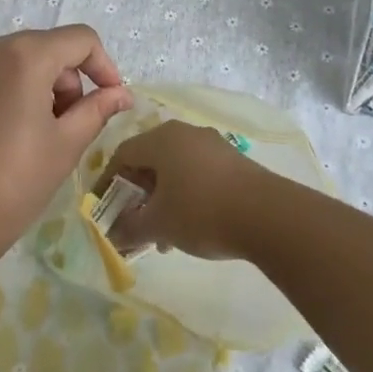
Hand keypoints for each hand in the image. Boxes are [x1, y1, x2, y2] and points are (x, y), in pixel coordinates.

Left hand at [0, 25, 132, 259]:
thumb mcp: (66, 144)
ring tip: (38, 135)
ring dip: (39, 87)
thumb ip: (97, 109)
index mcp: (24, 55)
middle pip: (47, 48)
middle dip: (69, 81)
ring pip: (17, 61)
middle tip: (71, 127)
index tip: (111, 100)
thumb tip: (121, 94)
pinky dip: (9, 93)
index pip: (80, 39)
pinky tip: (6, 137)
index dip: (104, 66)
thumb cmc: (14, 181)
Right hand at [104, 121, 282, 260]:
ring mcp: (211, 144)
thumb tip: (112, 235)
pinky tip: (191, 227)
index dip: (108, 183)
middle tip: (134, 225)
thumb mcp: (158, 224)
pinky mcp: (233, 160)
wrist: (268, 215)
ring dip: (162, 200)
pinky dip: (185, 196)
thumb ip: (129, 228)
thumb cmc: (201, 211)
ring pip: (174, 169)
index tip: (103, 209)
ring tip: (163, 238)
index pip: (122, 155)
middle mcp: (184, 133)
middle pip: (149, 161)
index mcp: (160, 139)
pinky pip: (197, 173)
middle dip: (137, 196)